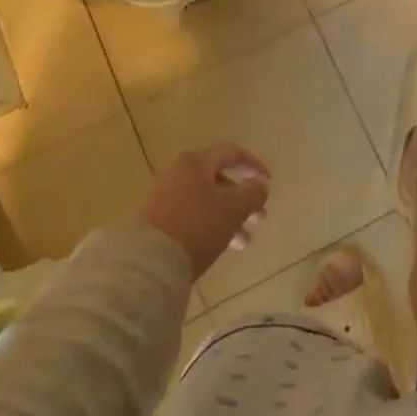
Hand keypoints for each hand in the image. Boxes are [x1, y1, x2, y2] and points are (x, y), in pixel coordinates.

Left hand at [139, 143, 271, 276]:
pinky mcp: (155, 219)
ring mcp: (163, 196)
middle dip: (243, 199)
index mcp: (195, 162)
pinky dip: (209, 225)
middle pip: (218, 179)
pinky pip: (191, 215)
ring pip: (206, 200)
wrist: (147, 262)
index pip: (231, 153)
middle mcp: (177, 172)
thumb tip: (261, 184)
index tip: (269, 184)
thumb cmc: (197, 226)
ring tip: (243, 243)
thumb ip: (253, 193)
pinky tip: (220, 246)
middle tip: (260, 218)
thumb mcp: (234, 209)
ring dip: (229, 217)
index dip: (254, 166)